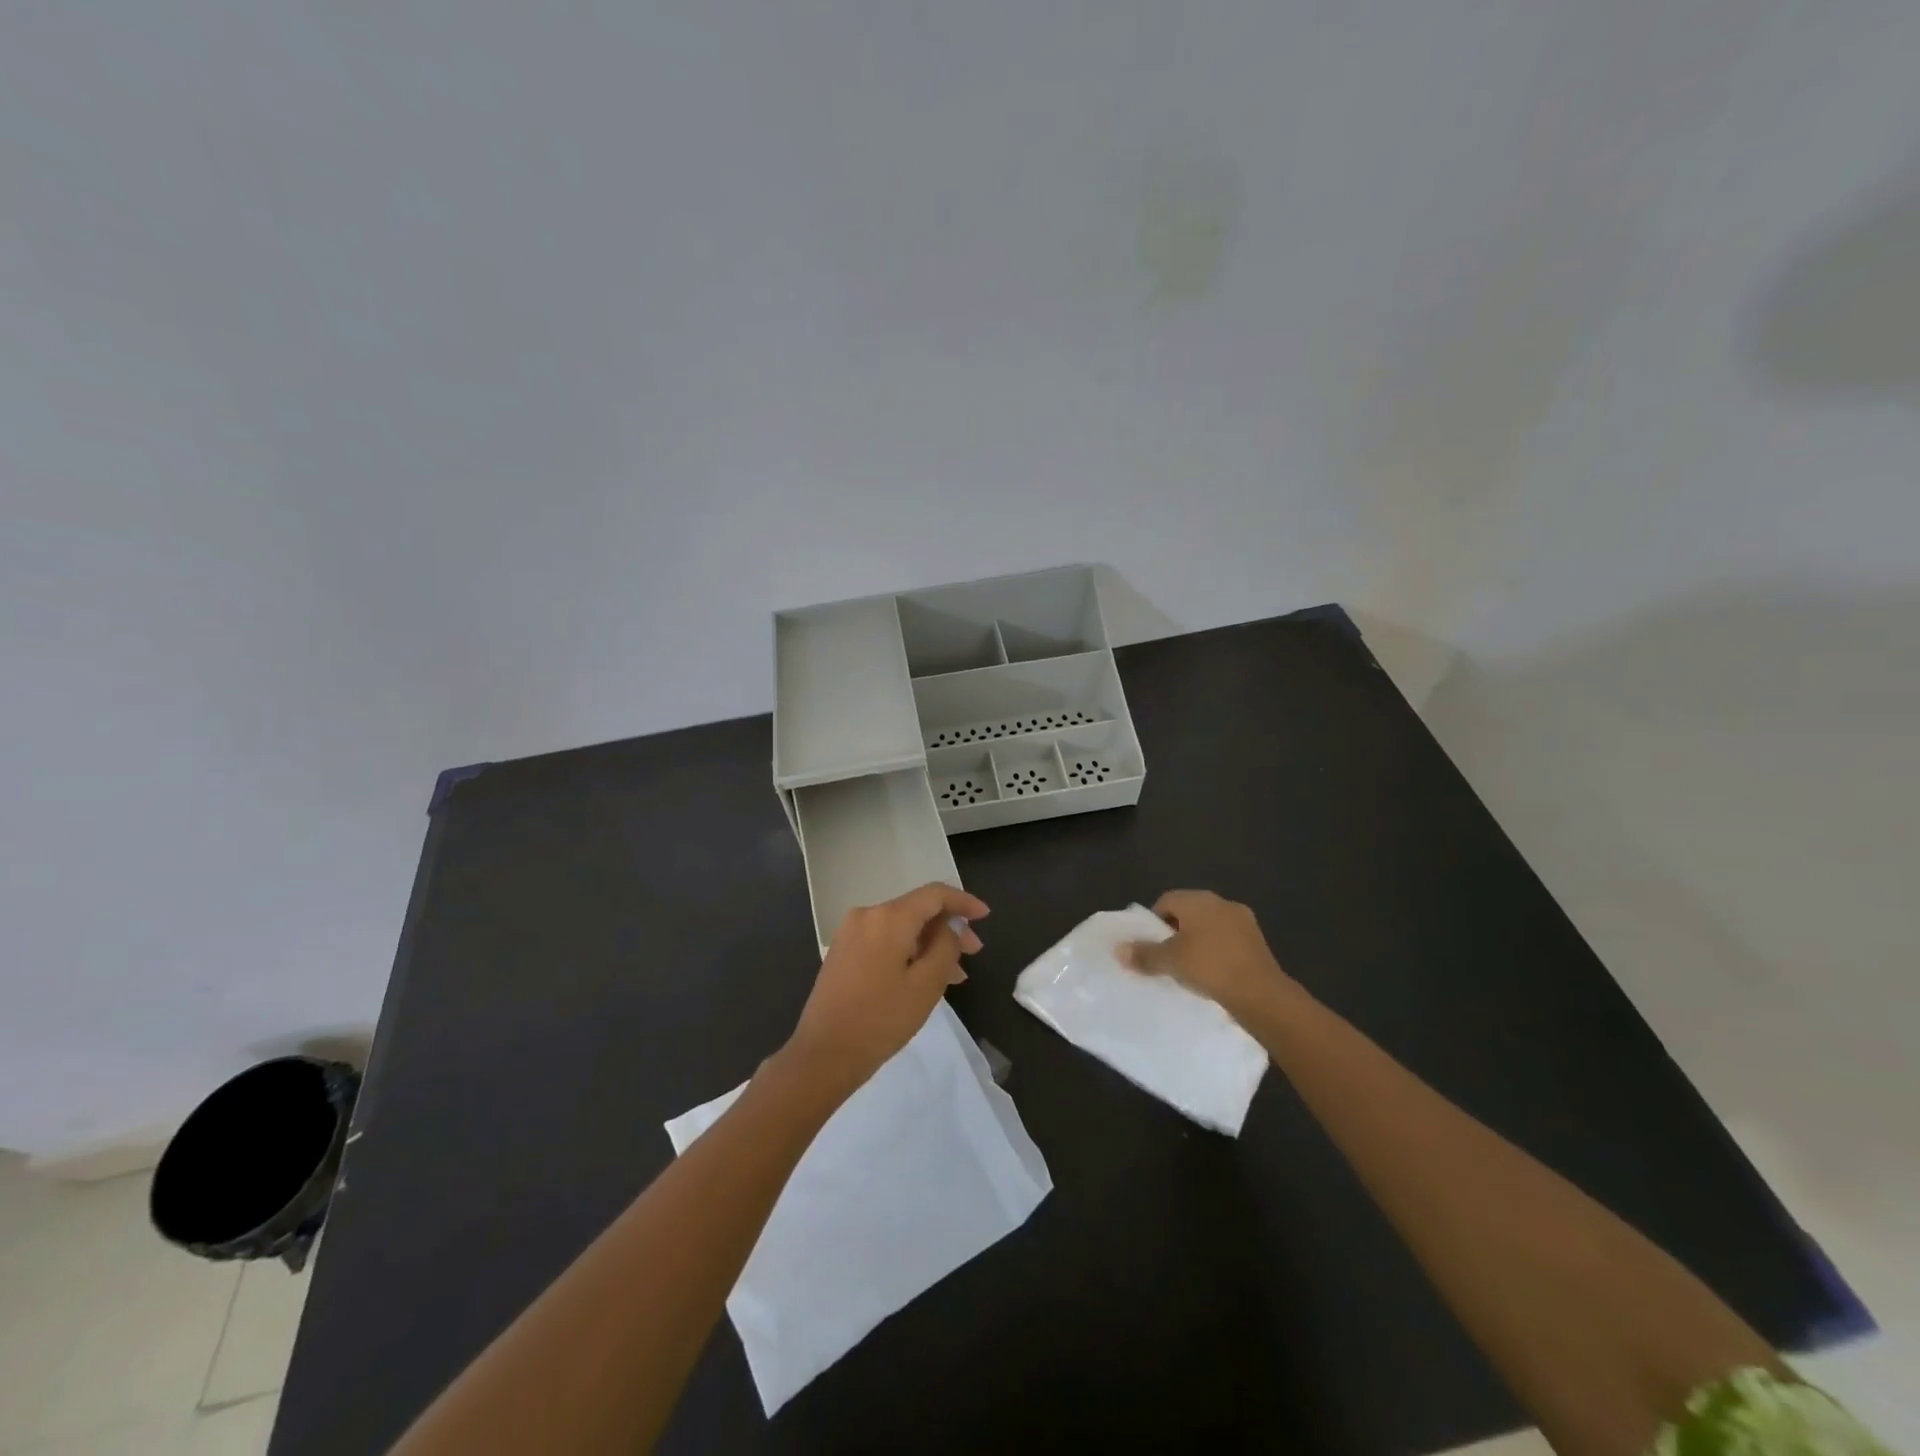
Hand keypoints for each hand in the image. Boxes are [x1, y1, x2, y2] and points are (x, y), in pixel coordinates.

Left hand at [784, 882, 989, 1098]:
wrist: (823, 1054)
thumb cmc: (881, 1019)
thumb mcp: (926, 985)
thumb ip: (946, 947)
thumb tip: (950, 928)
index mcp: (888, 917)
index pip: (934, 894)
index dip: (963, 901)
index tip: (985, 916)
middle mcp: (867, 914)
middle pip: (917, 909)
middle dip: (948, 927)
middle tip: (974, 953)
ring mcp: (851, 932)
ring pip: (902, 927)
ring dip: (929, 943)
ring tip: (954, 974)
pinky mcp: (843, 950)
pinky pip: (885, 939)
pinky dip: (909, 950)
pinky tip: (924, 975)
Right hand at [1118, 890, 1299, 1024]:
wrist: (1261, 994)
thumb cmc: (1209, 967)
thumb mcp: (1170, 961)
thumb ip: (1143, 954)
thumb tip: (1118, 950)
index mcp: (1198, 899)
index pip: (1166, 901)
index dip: (1153, 922)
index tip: (1149, 945)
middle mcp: (1221, 902)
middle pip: (1188, 912)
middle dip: (1175, 932)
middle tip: (1166, 957)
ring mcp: (1243, 921)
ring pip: (1209, 927)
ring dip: (1197, 942)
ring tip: (1188, 968)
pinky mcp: (1257, 941)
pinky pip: (1227, 941)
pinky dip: (1216, 952)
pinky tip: (1212, 974)